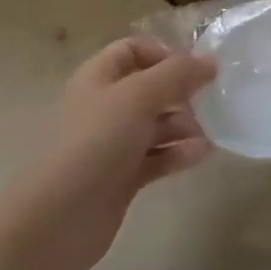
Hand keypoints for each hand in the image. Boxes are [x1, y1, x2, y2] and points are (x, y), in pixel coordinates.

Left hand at [17, 37, 216, 269]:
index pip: (132, 50)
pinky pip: (157, 157)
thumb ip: (177, 74)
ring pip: (156, 124)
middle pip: (150, 88)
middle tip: (211, 100)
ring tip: (212, 131)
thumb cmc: (96, 143)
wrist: (58, 219)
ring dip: (185, 125)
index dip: (163, 53)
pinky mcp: (123, 177)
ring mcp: (113, 144)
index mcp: (99, 78)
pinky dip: (178, 153)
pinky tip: (201, 155)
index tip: (194, 68)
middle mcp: (105, 106)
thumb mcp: (139, 96)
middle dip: (182, 92)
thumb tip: (210, 61)